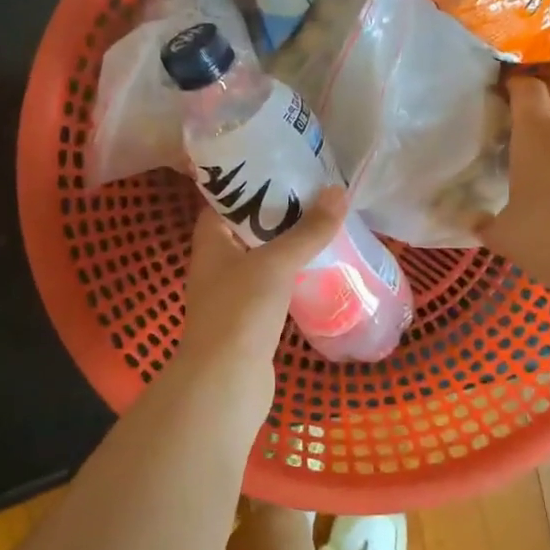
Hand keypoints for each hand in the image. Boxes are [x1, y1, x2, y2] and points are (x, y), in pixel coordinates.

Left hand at [180, 187, 347, 379]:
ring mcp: (233, 291)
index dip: (253, 181)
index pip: (227, 198)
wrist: (226, 382)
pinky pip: (274, 284)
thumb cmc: (241, 311)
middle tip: (317, 192)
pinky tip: (320, 266)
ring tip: (325, 223)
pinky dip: (293, 273)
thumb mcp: (276, 262)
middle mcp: (217, 262)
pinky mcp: (251, 317)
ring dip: (289, 243)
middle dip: (280, 212)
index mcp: (211, 240)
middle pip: (249, 226)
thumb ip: (307, 229)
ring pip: (263, 257)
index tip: (287, 167)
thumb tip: (338, 191)